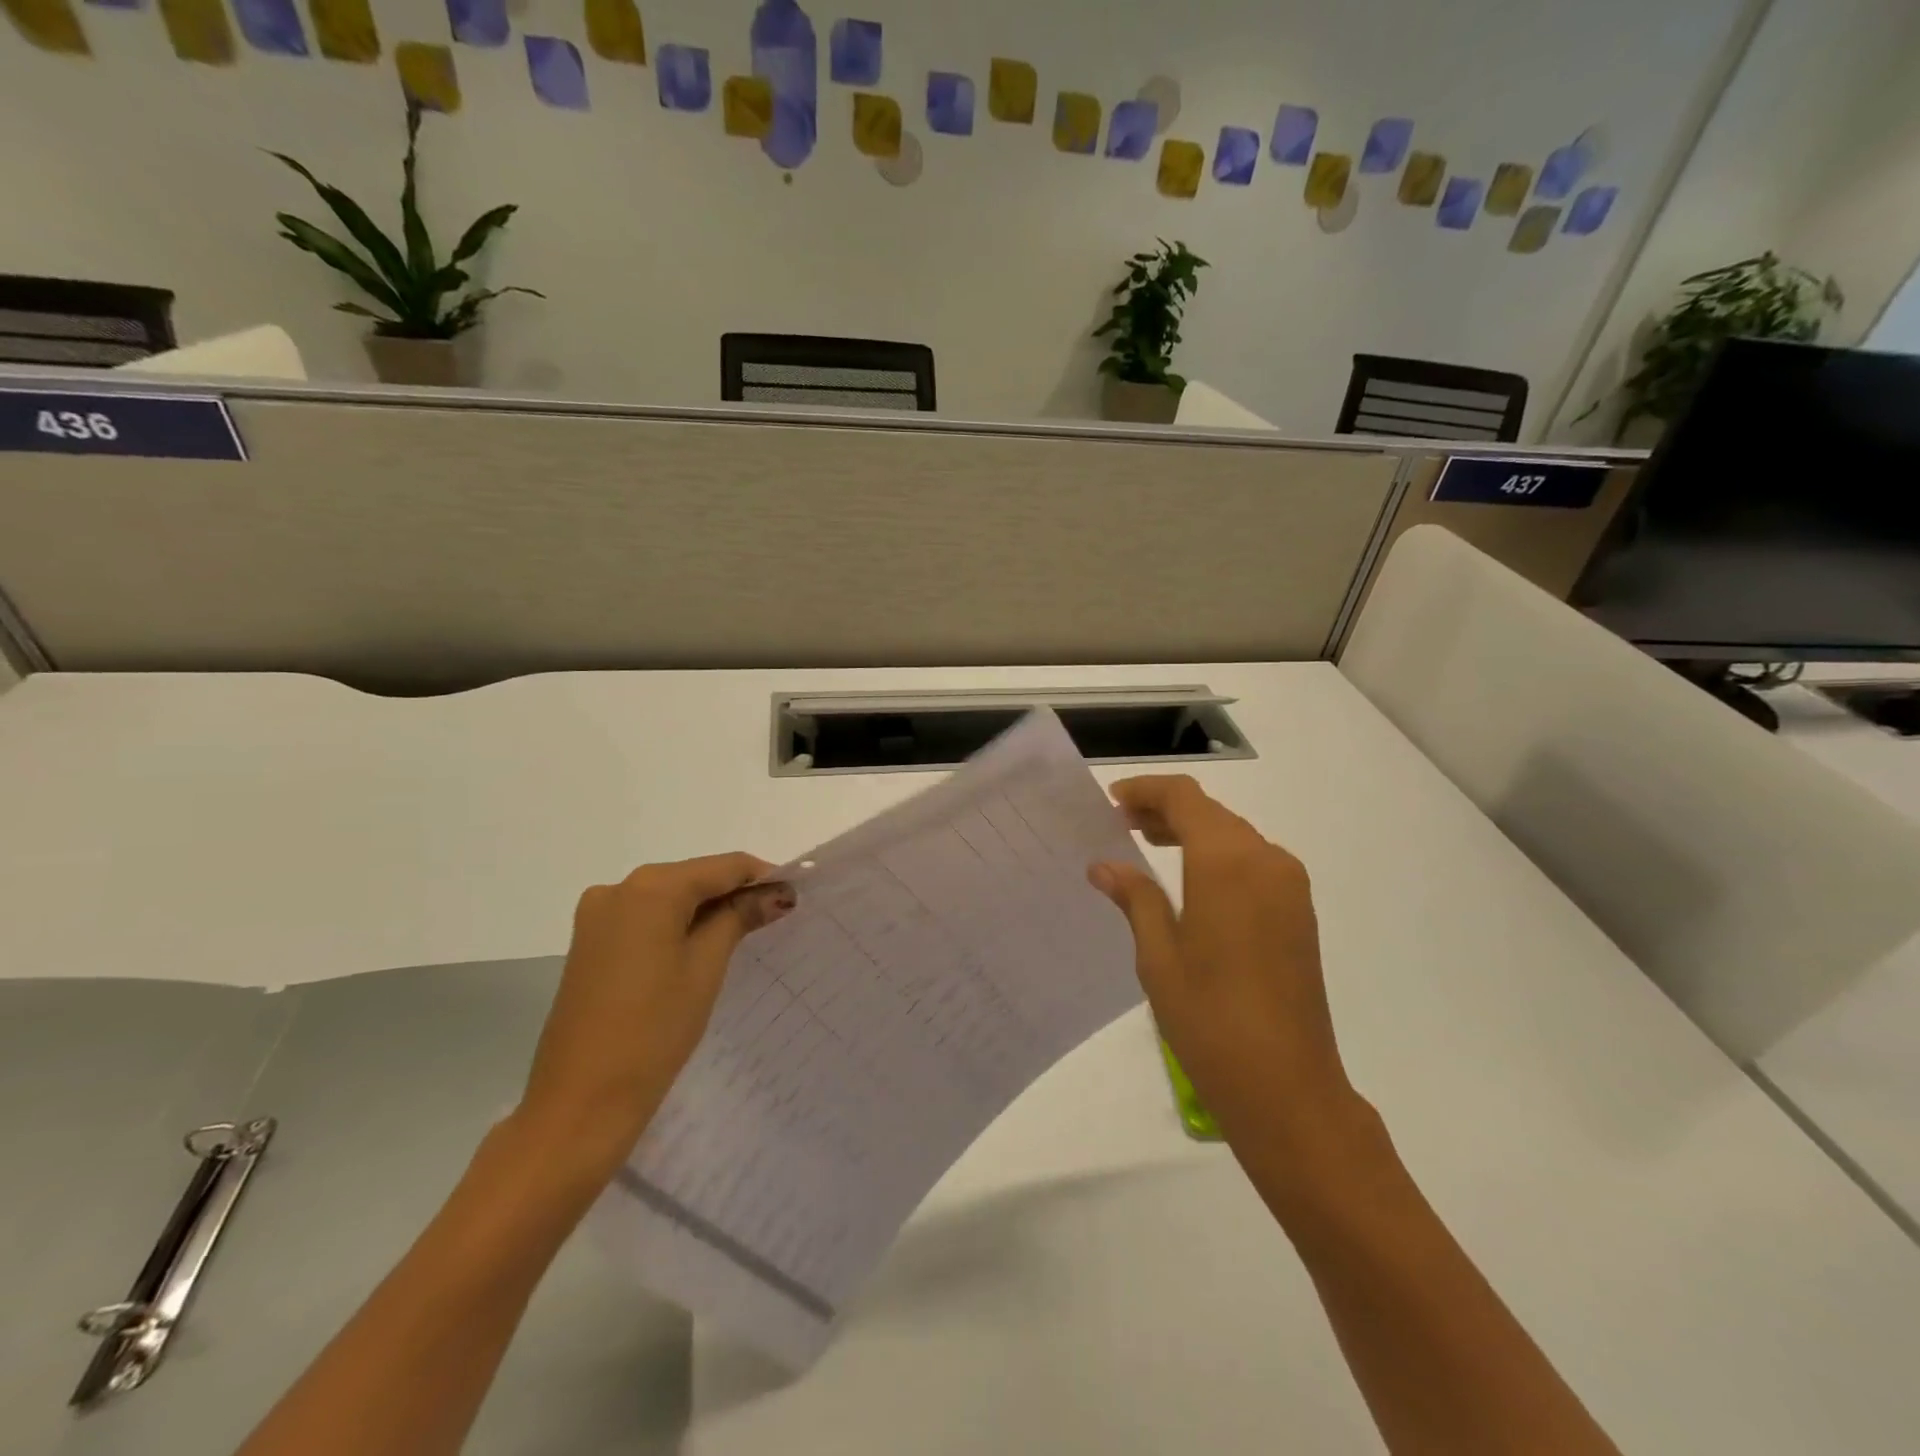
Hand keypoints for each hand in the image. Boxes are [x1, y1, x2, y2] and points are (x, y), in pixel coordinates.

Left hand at [515, 854, 795, 1176]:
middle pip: (693, 877)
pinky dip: (677, 925)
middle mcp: (618, 888)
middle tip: (775, 916)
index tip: (794, 895)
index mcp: (650, 888)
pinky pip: (646, 918)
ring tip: (745, 933)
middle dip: (735, 892)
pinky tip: (701, 947)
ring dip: (707, 909)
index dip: (762, 876)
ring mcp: (597, 916)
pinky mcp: (589, 943)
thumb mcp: (706, 966)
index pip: (722, 866)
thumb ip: (740, 917)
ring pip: (669, 897)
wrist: (579, 1103)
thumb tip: (775, 892)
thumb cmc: (653, 1029)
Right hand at [1090, 775, 1358, 1151]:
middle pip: (1212, 812)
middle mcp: (1266, 859)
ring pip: (1234, 835)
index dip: (1146, 791)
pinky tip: (1189, 880)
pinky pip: (1254, 862)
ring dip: (1192, 831)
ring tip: (1147, 844)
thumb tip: (1105, 864)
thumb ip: (1135, 897)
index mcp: (1227, 862)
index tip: (1111, 801)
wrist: (1288, 1087)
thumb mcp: (1158, 955)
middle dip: (1166, 810)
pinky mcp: (1299, 911)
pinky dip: (1218, 856)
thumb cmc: (1209, 1019)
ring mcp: (1290, 885)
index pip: (1184, 798)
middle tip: (1121, 824)